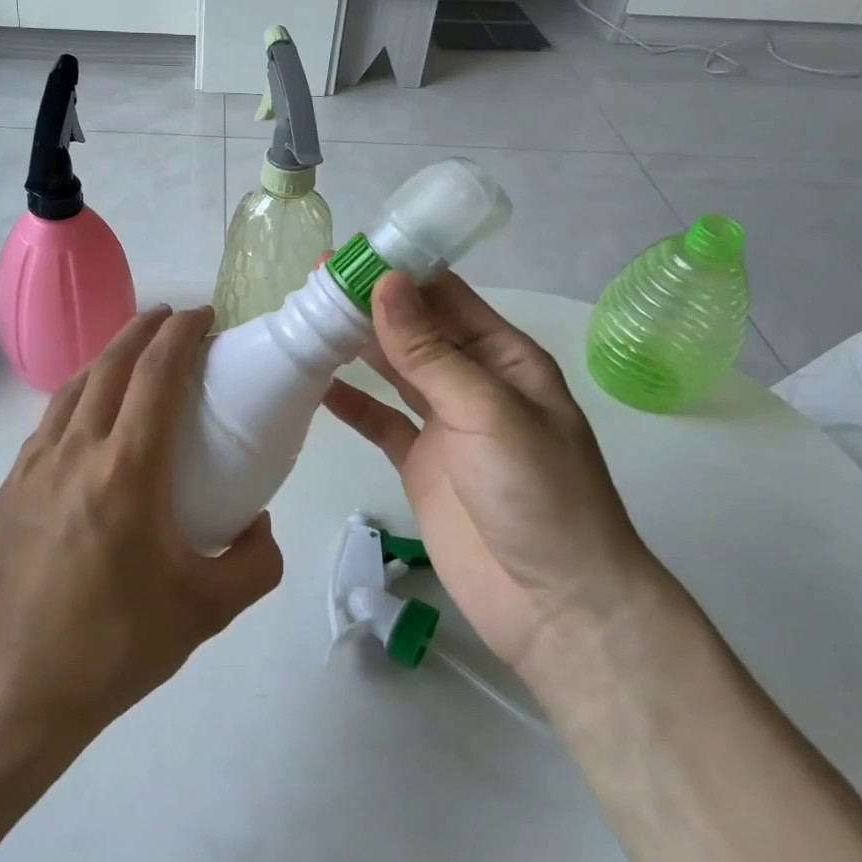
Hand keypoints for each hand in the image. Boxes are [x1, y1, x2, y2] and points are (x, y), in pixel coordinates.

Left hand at [0, 305, 282, 740]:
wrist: (15, 690)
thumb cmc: (117, 646)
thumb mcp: (209, 611)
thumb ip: (256, 561)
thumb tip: (259, 524)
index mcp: (126, 471)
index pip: (155, 375)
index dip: (180, 334)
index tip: (203, 315)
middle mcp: (75, 453)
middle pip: (110, 364)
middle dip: (144, 328)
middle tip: (173, 318)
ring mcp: (34, 467)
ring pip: (74, 387)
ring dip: (109, 357)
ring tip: (135, 353)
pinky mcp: (11, 488)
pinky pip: (50, 421)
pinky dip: (79, 396)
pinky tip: (92, 416)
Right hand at [322, 272, 653, 687]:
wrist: (556, 605)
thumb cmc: (538, 495)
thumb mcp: (488, 412)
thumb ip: (431, 352)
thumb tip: (386, 283)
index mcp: (504, 358)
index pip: (446, 297)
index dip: (399, 272)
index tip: (346, 256)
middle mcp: (473, 382)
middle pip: (413, 330)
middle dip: (368, 305)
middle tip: (310, 283)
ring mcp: (444, 424)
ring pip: (393, 370)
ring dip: (355, 346)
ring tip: (306, 321)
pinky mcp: (420, 463)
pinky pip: (380, 421)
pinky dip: (351, 402)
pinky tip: (317, 385)